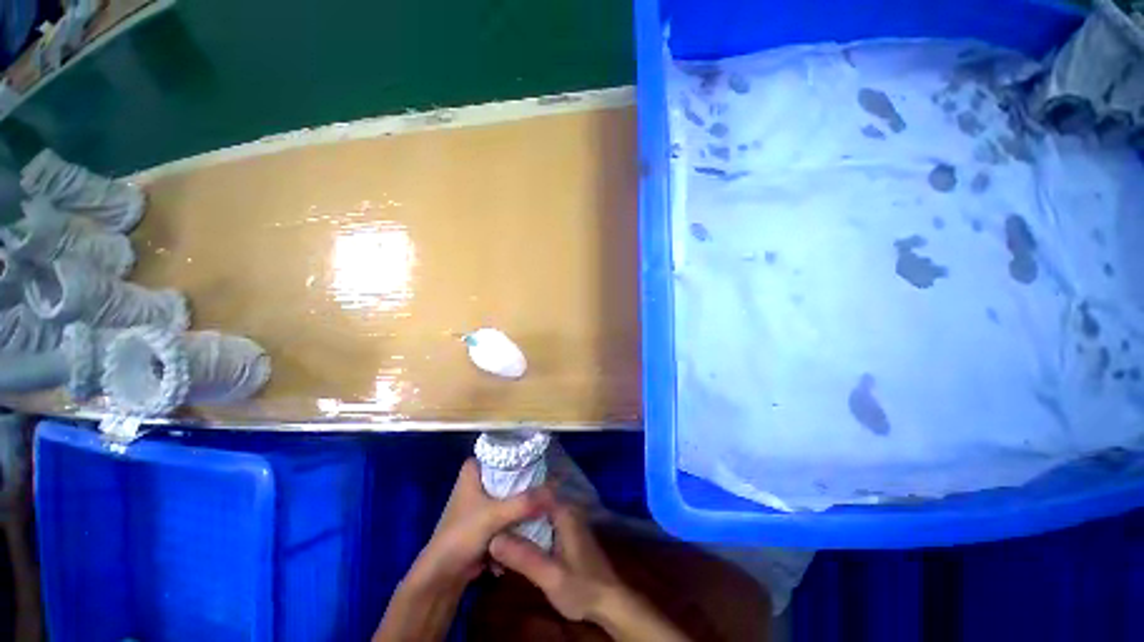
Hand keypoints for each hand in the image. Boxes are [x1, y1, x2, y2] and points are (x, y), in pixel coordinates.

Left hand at [375, 459, 553, 641]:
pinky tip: (536, 517)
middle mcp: (478, 479)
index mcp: (474, 469)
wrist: (444, 575)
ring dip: (526, 499)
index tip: (546, 460)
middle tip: (552, 482)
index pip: (504, 451)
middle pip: (511, 472)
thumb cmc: (462, 536)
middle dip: (529, 481)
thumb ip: (524, 502)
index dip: (525, 455)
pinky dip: (519, 513)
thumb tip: (555, 489)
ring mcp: (483, 498)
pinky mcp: (487, 517)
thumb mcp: (494, 515)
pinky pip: (509, 508)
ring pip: (512, 491)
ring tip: (548, 499)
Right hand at [488, 503, 620, 621]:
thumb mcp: (550, 575)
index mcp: (563, 511)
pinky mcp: (564, 534)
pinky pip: (541, 524)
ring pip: (536, 513)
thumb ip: (524, 557)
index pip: (535, 490)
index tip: (493, 498)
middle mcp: (565, 510)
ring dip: (518, 521)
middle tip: (488, 517)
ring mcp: (566, 521)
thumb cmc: (582, 586)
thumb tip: (492, 539)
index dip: (514, 492)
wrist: (609, 601)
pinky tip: (512, 540)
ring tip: (494, 527)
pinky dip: (527, 530)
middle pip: (534, 501)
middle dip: (513, 508)